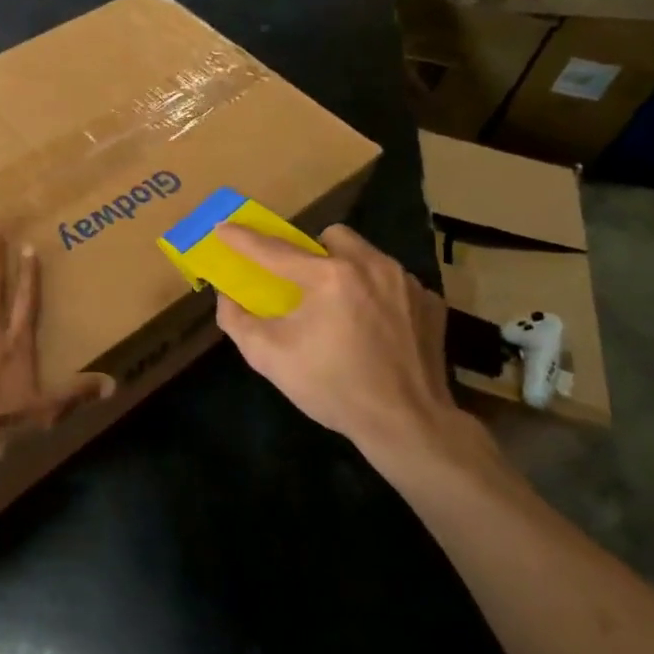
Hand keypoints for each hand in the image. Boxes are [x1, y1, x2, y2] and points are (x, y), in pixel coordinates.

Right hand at [213, 223, 490, 485]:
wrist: (407, 425)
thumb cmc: (332, 387)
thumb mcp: (269, 357)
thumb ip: (238, 321)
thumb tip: (227, 297)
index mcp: (328, 277)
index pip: (274, 250)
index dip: (243, 239)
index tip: (223, 228)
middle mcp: (371, 266)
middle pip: (333, 236)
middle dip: (313, 250)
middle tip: (303, 282)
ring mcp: (406, 283)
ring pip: (367, 256)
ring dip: (347, 270)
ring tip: (340, 307)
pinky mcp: (430, 303)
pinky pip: (394, 283)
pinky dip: (377, 295)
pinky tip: (373, 327)